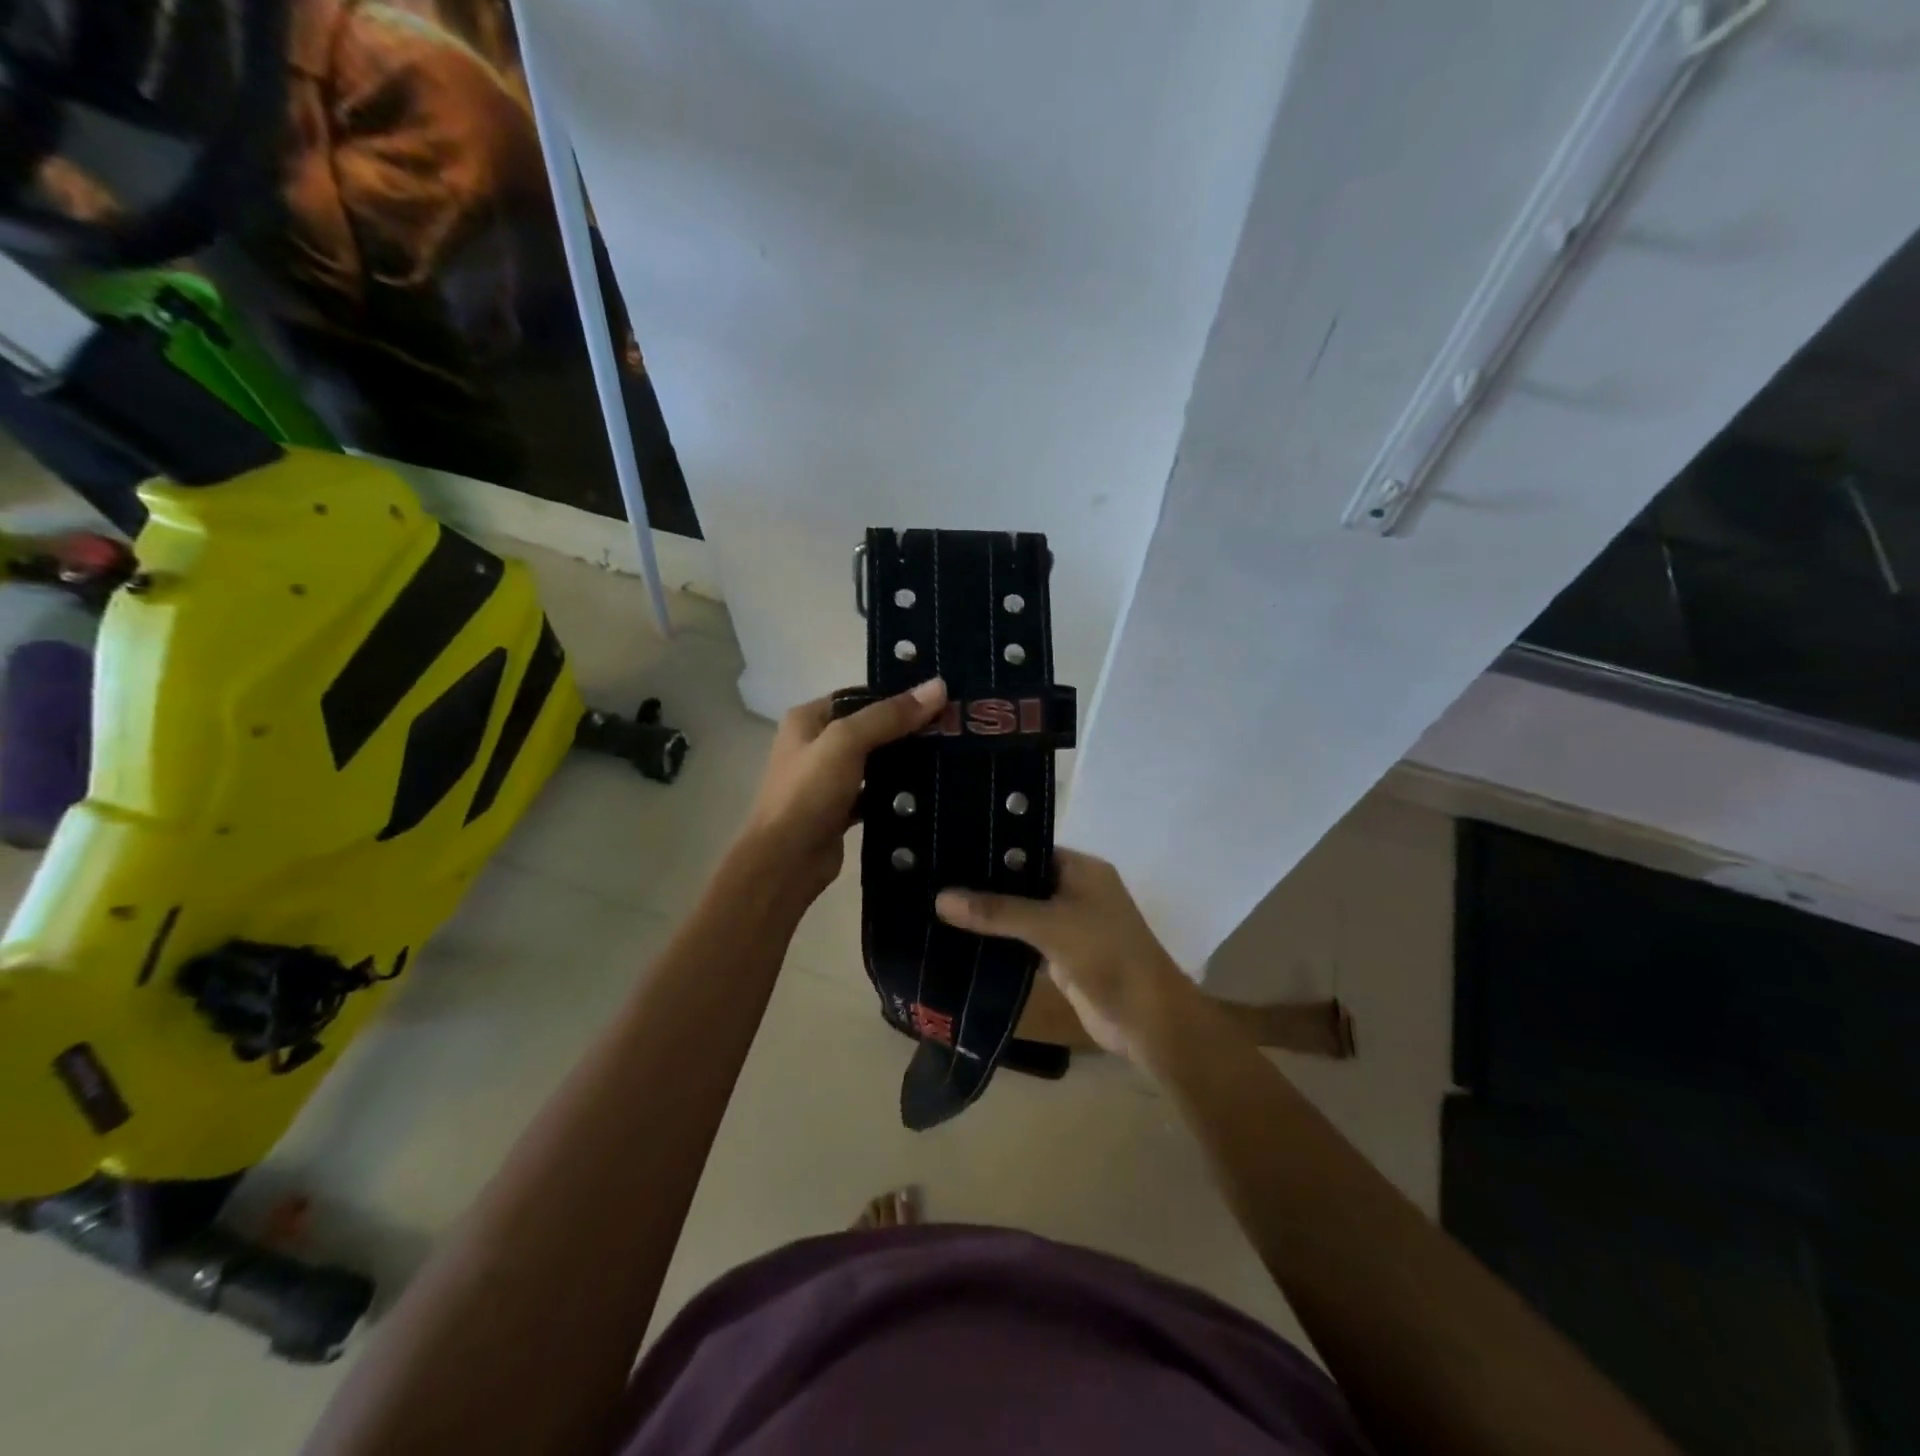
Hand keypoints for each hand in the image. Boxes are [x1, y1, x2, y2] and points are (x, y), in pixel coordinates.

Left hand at [740, 678, 947, 900]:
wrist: (785, 862)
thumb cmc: (808, 793)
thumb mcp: (846, 743)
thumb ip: (889, 715)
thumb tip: (938, 686)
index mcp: (808, 719)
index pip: (860, 697)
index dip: (897, 696)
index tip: (939, 700)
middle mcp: (815, 745)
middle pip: (870, 729)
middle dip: (907, 730)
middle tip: (952, 729)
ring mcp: (828, 780)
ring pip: (874, 763)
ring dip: (904, 762)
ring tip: (949, 756)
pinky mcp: (840, 811)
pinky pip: (875, 794)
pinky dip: (896, 793)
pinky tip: (928, 792)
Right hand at [936, 850, 1197, 1060]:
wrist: (1147, 1020)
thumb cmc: (1106, 956)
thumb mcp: (1050, 925)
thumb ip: (997, 911)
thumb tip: (940, 898)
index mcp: (1081, 869)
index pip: (1028, 847)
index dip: (992, 848)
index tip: (948, 848)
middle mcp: (1075, 891)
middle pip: (1021, 881)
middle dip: (984, 884)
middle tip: (932, 878)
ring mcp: (1068, 926)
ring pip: (1019, 913)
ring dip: (988, 915)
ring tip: (935, 904)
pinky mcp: (1060, 957)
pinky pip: (1022, 942)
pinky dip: (998, 942)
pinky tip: (960, 939)